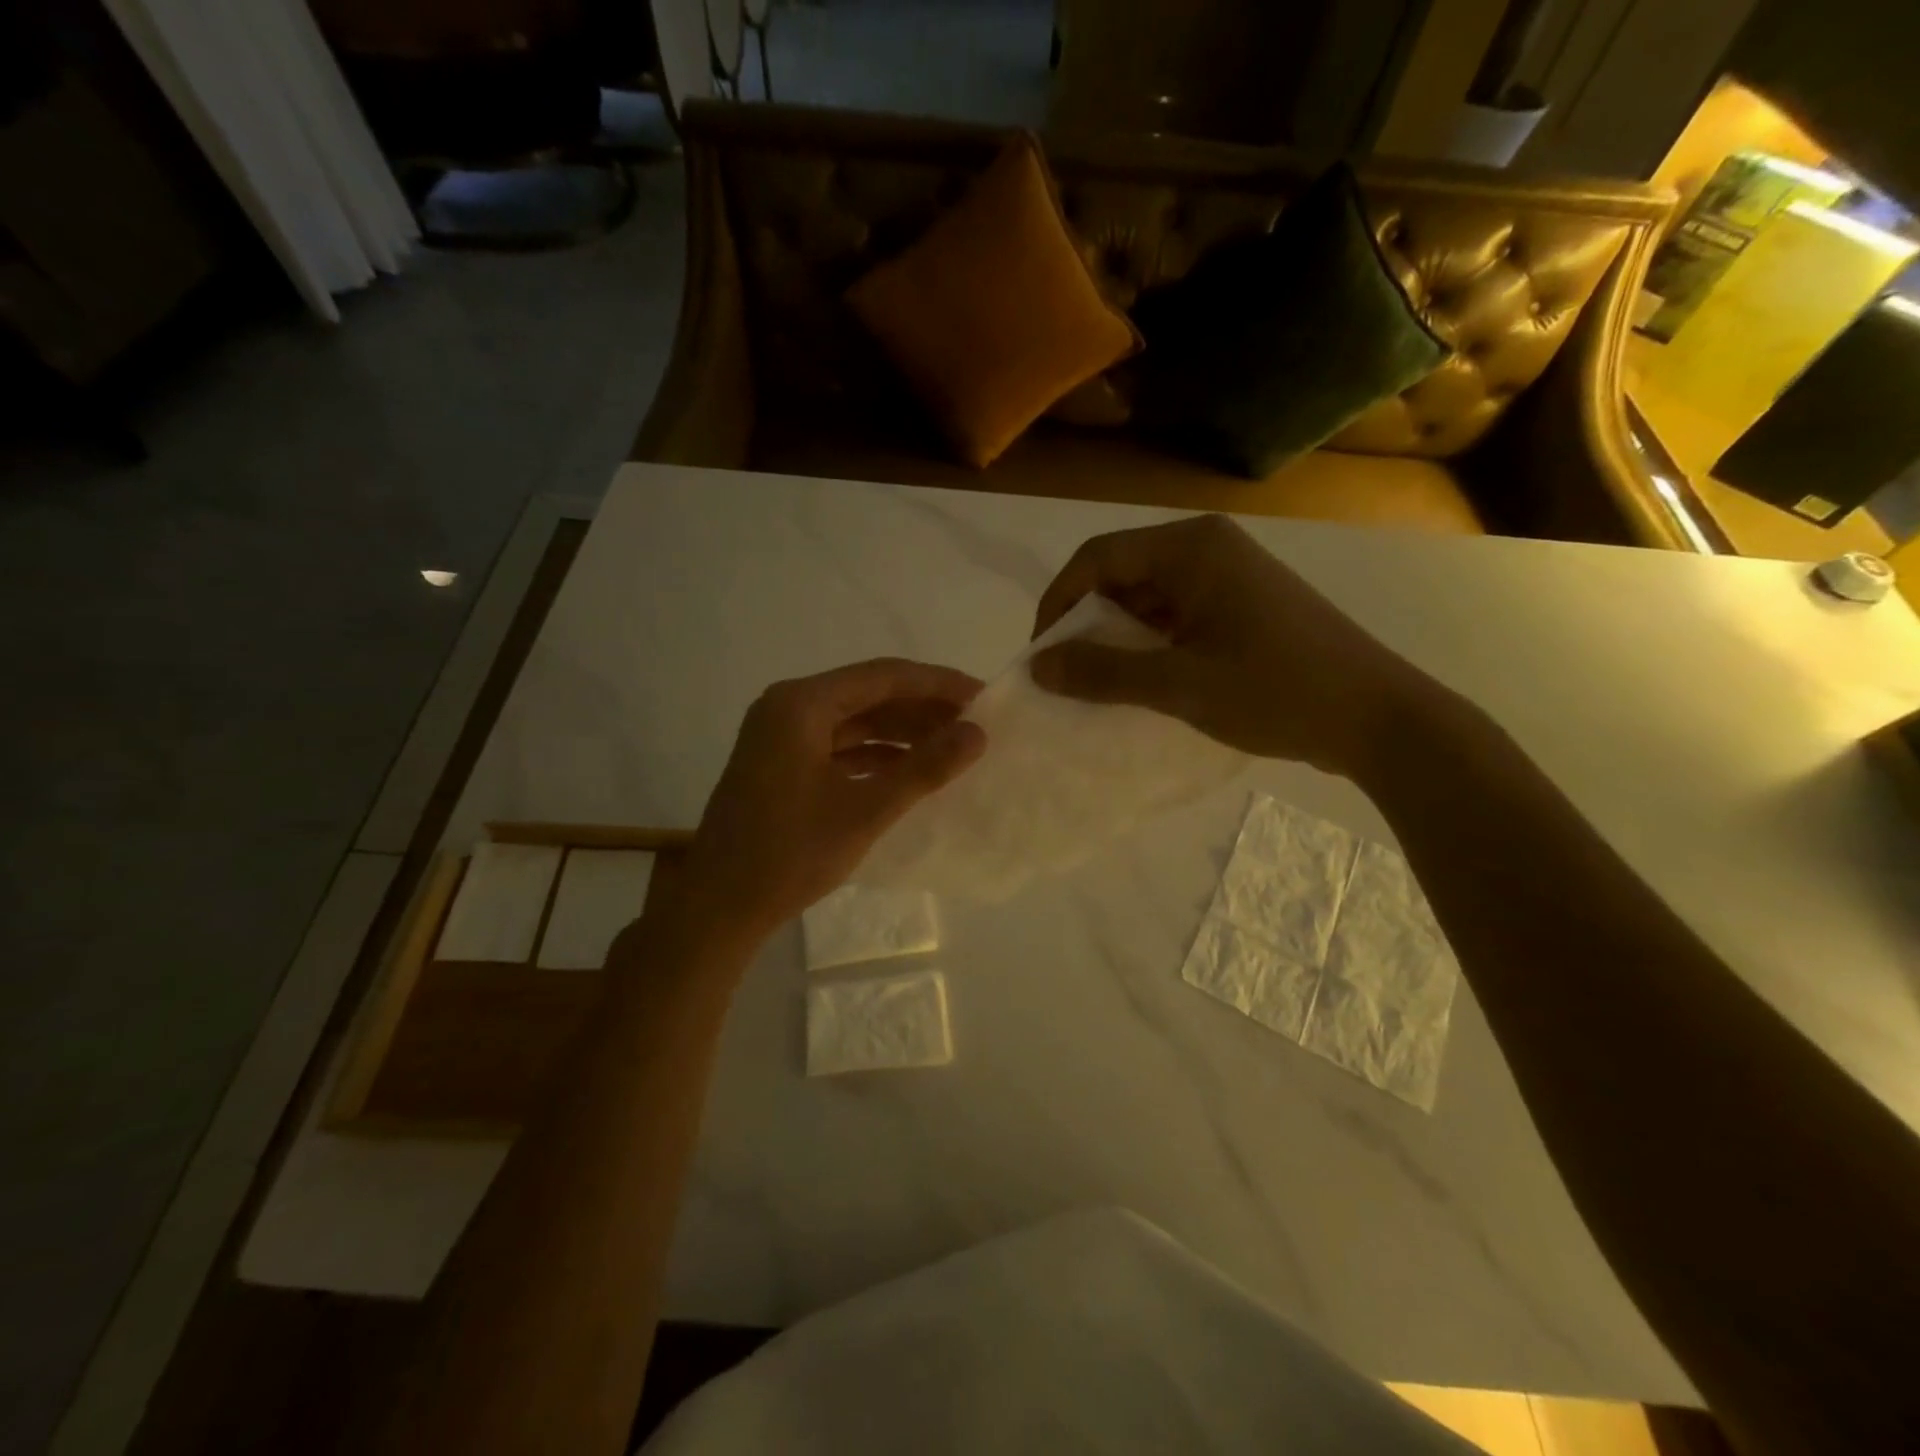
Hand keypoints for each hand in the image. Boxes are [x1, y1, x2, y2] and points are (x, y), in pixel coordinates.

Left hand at [678, 659, 986, 941]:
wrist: (719, 907)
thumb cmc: (790, 854)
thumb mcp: (865, 810)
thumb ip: (924, 768)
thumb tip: (978, 733)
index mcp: (801, 704)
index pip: (884, 676)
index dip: (938, 684)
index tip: (984, 697)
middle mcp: (789, 708)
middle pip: (869, 694)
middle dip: (922, 709)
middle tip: (974, 726)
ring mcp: (781, 736)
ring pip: (855, 721)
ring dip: (901, 732)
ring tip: (951, 747)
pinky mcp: (782, 764)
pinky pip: (839, 745)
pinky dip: (876, 755)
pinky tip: (909, 771)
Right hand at [1029, 514, 1430, 776]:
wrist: (1379, 718)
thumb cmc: (1277, 691)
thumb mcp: (1179, 685)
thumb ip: (1103, 673)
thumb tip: (1039, 666)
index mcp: (1191, 549)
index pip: (1097, 558)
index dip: (1058, 602)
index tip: (1043, 653)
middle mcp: (1208, 548)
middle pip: (1121, 573)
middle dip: (1087, 622)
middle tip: (1069, 674)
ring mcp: (1230, 576)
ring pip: (1148, 597)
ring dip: (1118, 637)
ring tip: (1101, 684)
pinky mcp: (1244, 605)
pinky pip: (1177, 615)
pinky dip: (1151, 645)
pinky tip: (1144, 683)